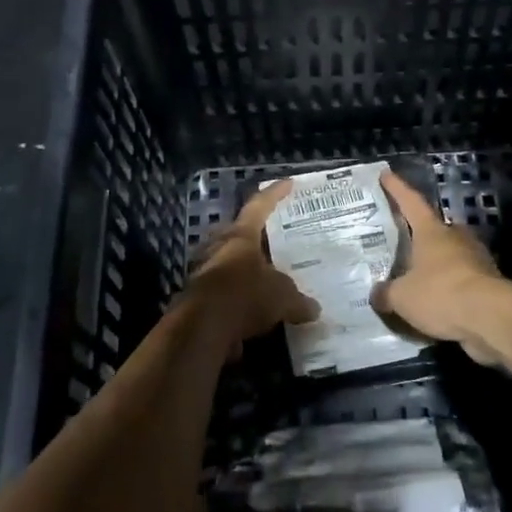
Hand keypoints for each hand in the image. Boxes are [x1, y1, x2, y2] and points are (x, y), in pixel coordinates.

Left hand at [179, 178, 318, 353]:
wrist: (201, 328)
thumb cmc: (245, 296)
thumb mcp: (282, 297)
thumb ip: (298, 300)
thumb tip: (314, 309)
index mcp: (241, 236)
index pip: (259, 206)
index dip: (275, 194)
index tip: (288, 183)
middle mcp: (219, 248)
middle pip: (237, 233)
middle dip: (252, 235)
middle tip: (270, 239)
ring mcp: (204, 272)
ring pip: (227, 263)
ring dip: (243, 270)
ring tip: (263, 279)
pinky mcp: (197, 298)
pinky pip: (222, 293)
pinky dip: (235, 301)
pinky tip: (251, 315)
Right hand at [372, 169, 506, 365]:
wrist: (492, 317)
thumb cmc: (441, 294)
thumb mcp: (402, 297)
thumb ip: (387, 293)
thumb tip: (376, 294)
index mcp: (432, 231)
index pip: (411, 202)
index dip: (397, 189)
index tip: (387, 174)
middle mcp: (456, 238)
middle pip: (435, 229)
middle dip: (420, 234)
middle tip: (404, 241)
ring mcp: (476, 259)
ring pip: (451, 255)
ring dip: (436, 264)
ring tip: (418, 277)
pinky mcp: (489, 283)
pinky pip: (462, 280)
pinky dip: (449, 288)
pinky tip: (437, 303)